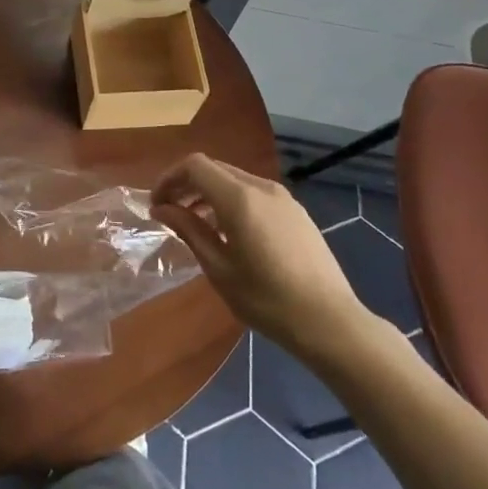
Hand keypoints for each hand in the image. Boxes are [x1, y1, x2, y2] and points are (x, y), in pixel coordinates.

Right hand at [152, 154, 377, 357]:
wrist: (330, 322)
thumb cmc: (267, 300)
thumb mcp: (219, 268)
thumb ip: (189, 230)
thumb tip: (162, 208)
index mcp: (239, 198)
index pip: (195, 166)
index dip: (170, 179)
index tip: (157, 205)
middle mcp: (262, 187)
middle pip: (215, 169)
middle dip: (187, 185)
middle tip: (170, 213)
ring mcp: (283, 198)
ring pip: (235, 180)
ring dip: (210, 193)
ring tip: (197, 224)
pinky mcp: (296, 212)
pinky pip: (255, 194)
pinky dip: (232, 201)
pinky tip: (230, 233)